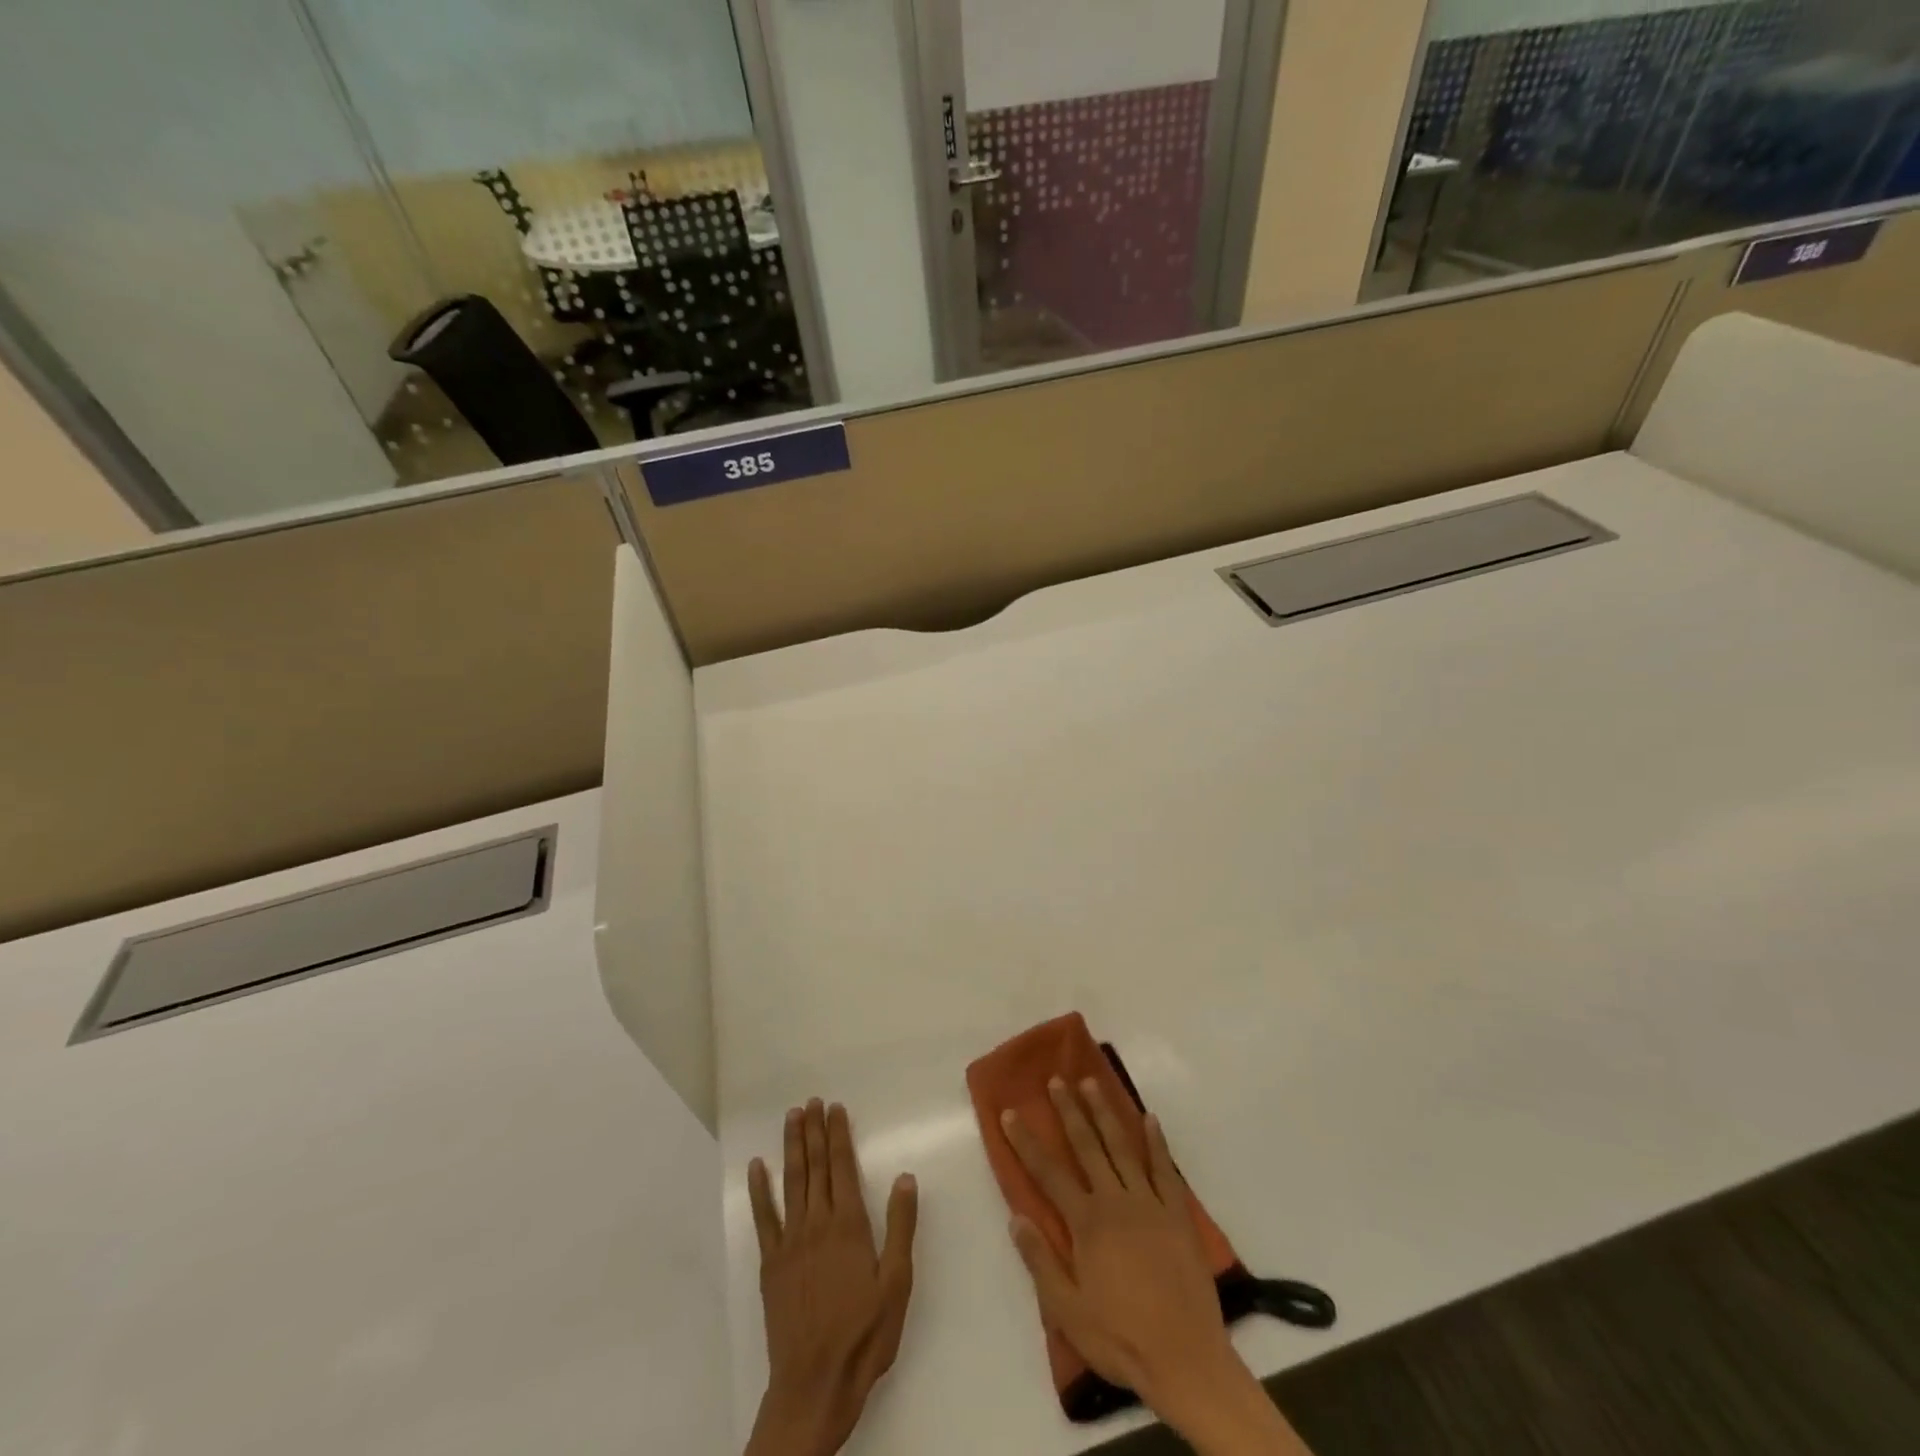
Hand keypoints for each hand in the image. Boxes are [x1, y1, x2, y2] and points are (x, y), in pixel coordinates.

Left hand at [744, 1100, 918, 1455]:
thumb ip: (900, 1227)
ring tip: (791, 1117)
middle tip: (811, 1101)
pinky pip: (763, 1218)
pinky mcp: (771, 1264)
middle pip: (815, 1167)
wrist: (814, 1385)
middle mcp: (817, 1224)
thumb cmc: (864, 1335)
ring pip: (791, 1182)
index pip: (842, 1166)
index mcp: (849, 1225)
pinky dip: (759, 1190)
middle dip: (814, 1131)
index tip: (835, 1107)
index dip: (838, 1134)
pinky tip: (756, 1168)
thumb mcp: (896, 1283)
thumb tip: (905, 1177)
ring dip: (791, 1147)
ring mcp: (790, 1243)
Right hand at [1003, 1079, 1312, 1455]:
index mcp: (1086, 1223)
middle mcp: (1115, 1201)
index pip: (1048, 1172)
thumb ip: (1041, 1261)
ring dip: (1105, 1112)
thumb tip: (1015, 1217)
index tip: (1010, 1112)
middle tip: (1056, 1079)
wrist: (1186, 1360)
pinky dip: (1156, 1141)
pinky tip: (1148, 1118)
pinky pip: (1165, 1168)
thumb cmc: (1121, 1339)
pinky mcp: (1177, 1213)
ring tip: (1091, 1082)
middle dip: (1068, 1110)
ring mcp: (1149, 1203)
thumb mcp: (1068, 1311)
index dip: (1026, 1141)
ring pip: (1122, 1146)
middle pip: (1087, 1146)